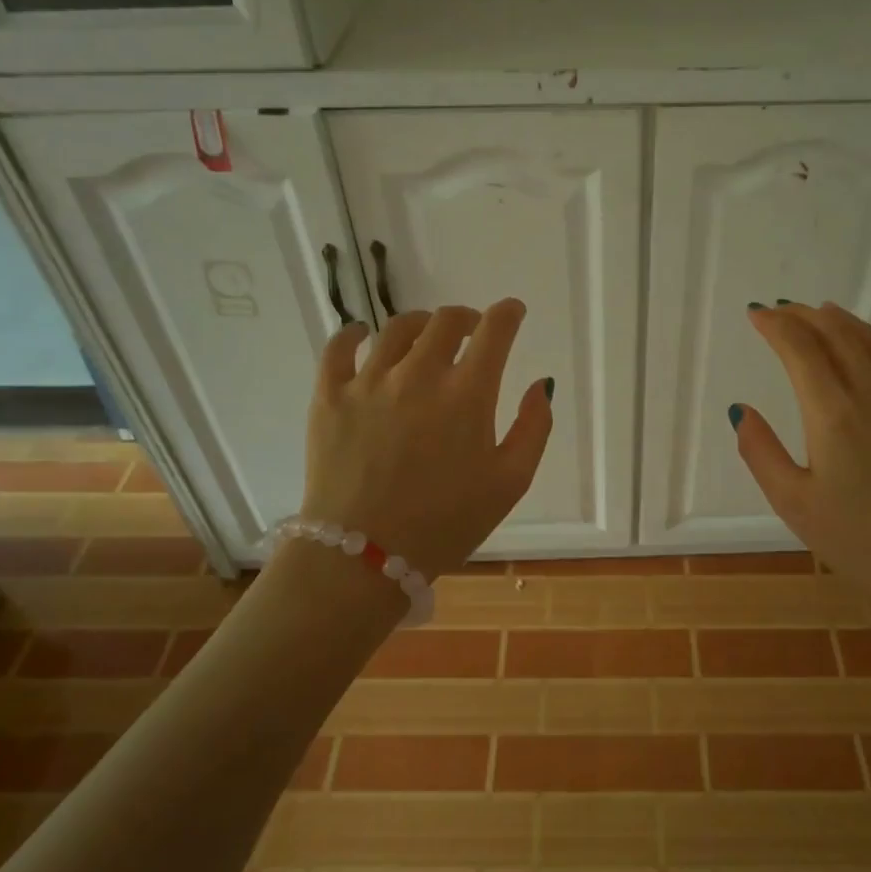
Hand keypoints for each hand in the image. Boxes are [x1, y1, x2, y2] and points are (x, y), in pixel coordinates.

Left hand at [298, 299, 551, 576]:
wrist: (364, 558)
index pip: (494, 331)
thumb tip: (540, 384)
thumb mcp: (510, 483)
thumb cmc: (447, 524)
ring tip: (425, 337)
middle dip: (467, 318)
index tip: (512, 313)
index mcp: (467, 395)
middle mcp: (419, 375)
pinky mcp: (329, 397)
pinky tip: (362, 335)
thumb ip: (534, 427)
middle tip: (472, 332)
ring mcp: (369, 382)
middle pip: (445, 320)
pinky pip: (339, 347)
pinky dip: (354, 333)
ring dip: (421, 325)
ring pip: (397, 328)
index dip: (508, 313)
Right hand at [732, 302, 870, 638]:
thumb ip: (761, 452)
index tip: (756, 314)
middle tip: (780, 310)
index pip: (800, 349)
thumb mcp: (794, 504)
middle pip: (836, 335)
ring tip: (818, 312)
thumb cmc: (860, 541)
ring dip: (839, 320)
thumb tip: (742, 410)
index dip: (775, 326)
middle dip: (803, 316)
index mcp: (834, 415)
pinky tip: (866, 344)